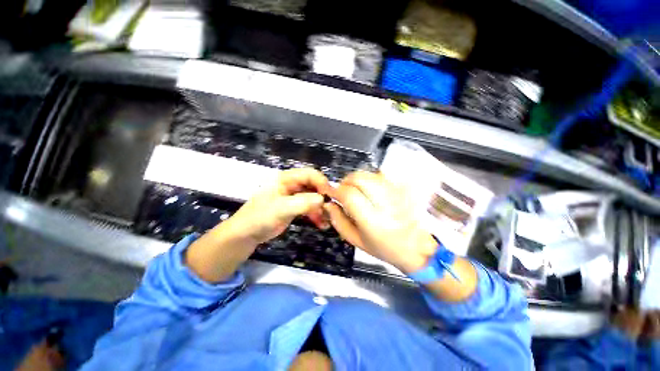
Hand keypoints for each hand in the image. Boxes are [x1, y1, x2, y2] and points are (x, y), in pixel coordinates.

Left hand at [186, 168, 330, 281]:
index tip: (329, 196)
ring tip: (327, 220)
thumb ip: (302, 203)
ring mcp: (293, 197)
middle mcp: (292, 185)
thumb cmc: (259, 217)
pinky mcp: (294, 207)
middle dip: (323, 197)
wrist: (246, 234)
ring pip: (313, 198)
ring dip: (321, 208)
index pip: (309, 174)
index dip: (321, 182)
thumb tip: (322, 199)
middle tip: (331, 210)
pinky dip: (316, 215)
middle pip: (314, 186)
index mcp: (286, 178)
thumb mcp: (280, 209)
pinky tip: (321, 224)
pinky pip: (309, 208)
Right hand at [325, 171, 436, 273]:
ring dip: (357, 180)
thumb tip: (329, 204)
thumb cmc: (385, 248)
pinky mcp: (403, 189)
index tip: (331, 193)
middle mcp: (386, 204)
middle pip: (359, 178)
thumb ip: (338, 221)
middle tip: (343, 191)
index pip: (349, 195)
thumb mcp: (356, 241)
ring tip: (356, 190)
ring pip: (370, 174)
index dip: (336, 190)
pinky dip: (370, 179)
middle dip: (346, 181)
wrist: (417, 247)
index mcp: (373, 222)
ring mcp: (397, 194)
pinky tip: (370, 190)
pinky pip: (382, 175)